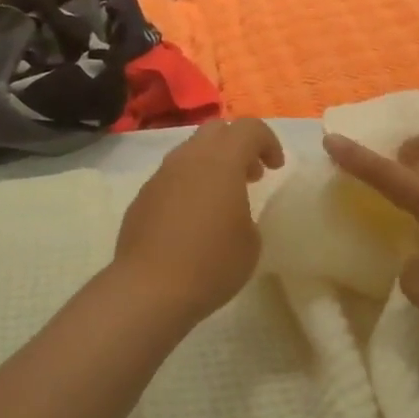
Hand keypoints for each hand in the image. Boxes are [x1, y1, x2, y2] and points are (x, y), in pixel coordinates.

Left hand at [112, 118, 285, 321]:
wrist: (149, 289)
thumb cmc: (211, 263)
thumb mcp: (251, 241)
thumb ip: (247, 213)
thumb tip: (233, 211)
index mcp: (222, 160)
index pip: (249, 128)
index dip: (268, 141)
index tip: (275, 167)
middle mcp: (189, 158)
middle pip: (216, 130)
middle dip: (238, 145)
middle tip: (251, 175)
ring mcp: (161, 175)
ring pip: (191, 151)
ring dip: (212, 164)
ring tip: (222, 198)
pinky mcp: (143, 196)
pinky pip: (172, 177)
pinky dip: (189, 184)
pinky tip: (193, 219)